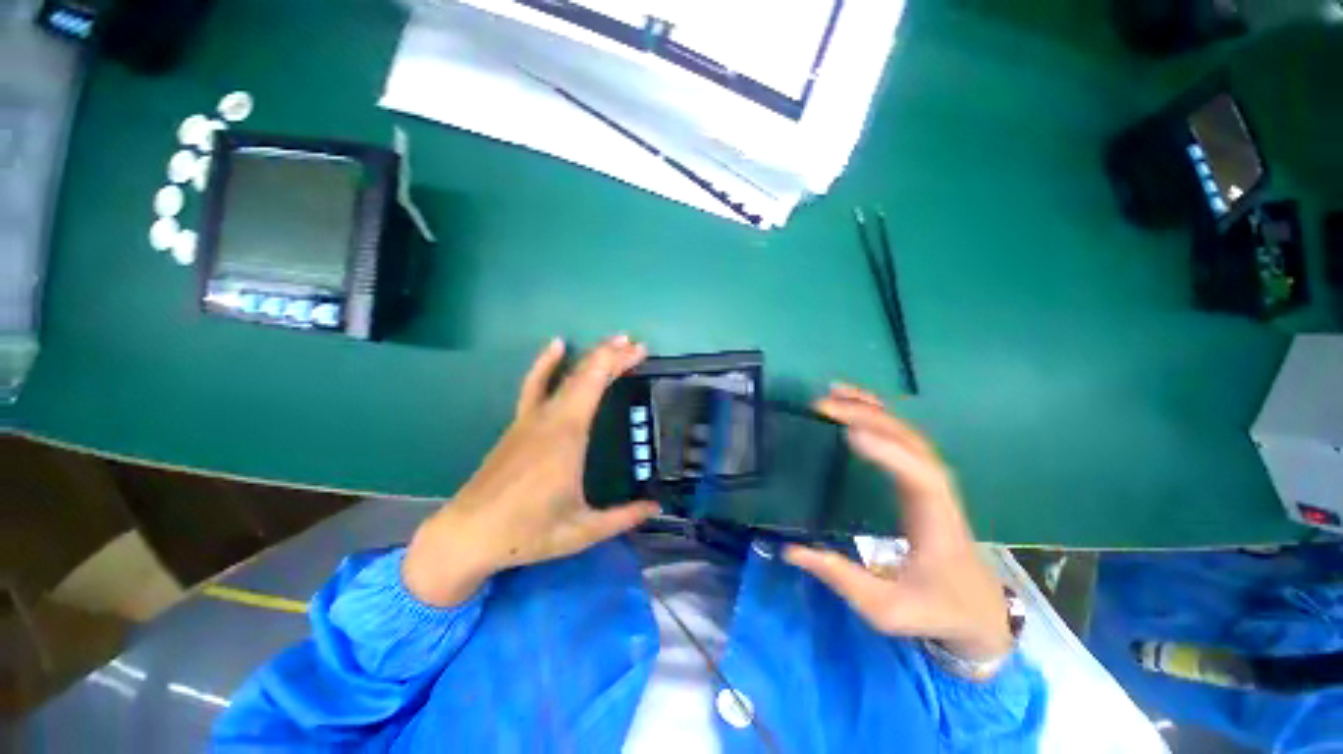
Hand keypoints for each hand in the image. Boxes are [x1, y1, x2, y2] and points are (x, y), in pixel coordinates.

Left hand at [403, 335, 660, 605]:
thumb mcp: (582, 530)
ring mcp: (530, 418)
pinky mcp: (519, 424)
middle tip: (637, 346)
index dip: (616, 362)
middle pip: (583, 375)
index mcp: (567, 436)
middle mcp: (549, 418)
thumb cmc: (527, 532)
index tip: (639, 350)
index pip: (593, 385)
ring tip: (613, 343)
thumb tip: (656, 507)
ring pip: (564, 377)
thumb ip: (623, 517)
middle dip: (611, 356)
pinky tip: (556, 345)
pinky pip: (534, 384)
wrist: (467, 535)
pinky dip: (546, 363)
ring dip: (590, 357)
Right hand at [784, 384, 1012, 660]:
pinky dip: (879, 417)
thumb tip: (791, 550)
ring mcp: (932, 481)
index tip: (848, 435)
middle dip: (868, 417)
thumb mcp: (886, 608)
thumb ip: (841, 578)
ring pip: (907, 432)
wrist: (980, 610)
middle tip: (824, 405)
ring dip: (872, 409)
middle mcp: (938, 491)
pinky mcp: (922, 479)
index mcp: (937, 522)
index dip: (888, 453)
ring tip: (834, 393)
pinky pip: (902, 438)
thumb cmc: (935, 608)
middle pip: (910, 442)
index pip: (919, 477)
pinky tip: (856, 406)